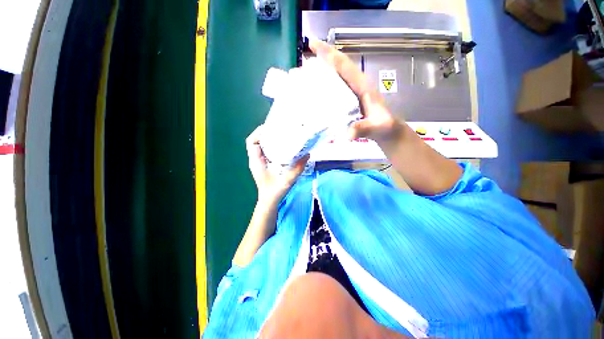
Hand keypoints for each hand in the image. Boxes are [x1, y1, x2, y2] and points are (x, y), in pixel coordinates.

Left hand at [246, 125, 309, 204]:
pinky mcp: (263, 165)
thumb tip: (307, 155)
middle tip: (279, 130)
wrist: (269, 201)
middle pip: (256, 141)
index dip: (259, 133)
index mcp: (256, 162)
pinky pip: (265, 151)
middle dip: (265, 133)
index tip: (271, 128)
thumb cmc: (274, 192)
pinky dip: (271, 146)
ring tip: (281, 135)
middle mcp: (255, 160)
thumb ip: (297, 169)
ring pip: (260, 146)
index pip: (251, 142)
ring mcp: (259, 162)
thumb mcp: (287, 181)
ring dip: (269, 139)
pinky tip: (282, 147)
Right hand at [309, 39, 403, 144]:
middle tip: (308, 48)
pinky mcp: (351, 99)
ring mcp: (354, 92)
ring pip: (339, 74)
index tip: (314, 45)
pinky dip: (328, 81)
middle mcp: (358, 85)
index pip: (345, 67)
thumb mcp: (376, 127)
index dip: (330, 55)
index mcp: (363, 87)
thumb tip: (348, 133)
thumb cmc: (384, 127)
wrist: (388, 130)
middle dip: (325, 55)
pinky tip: (319, 84)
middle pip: (340, 65)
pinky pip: (338, 86)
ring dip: (325, 66)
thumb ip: (364, 128)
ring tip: (309, 64)